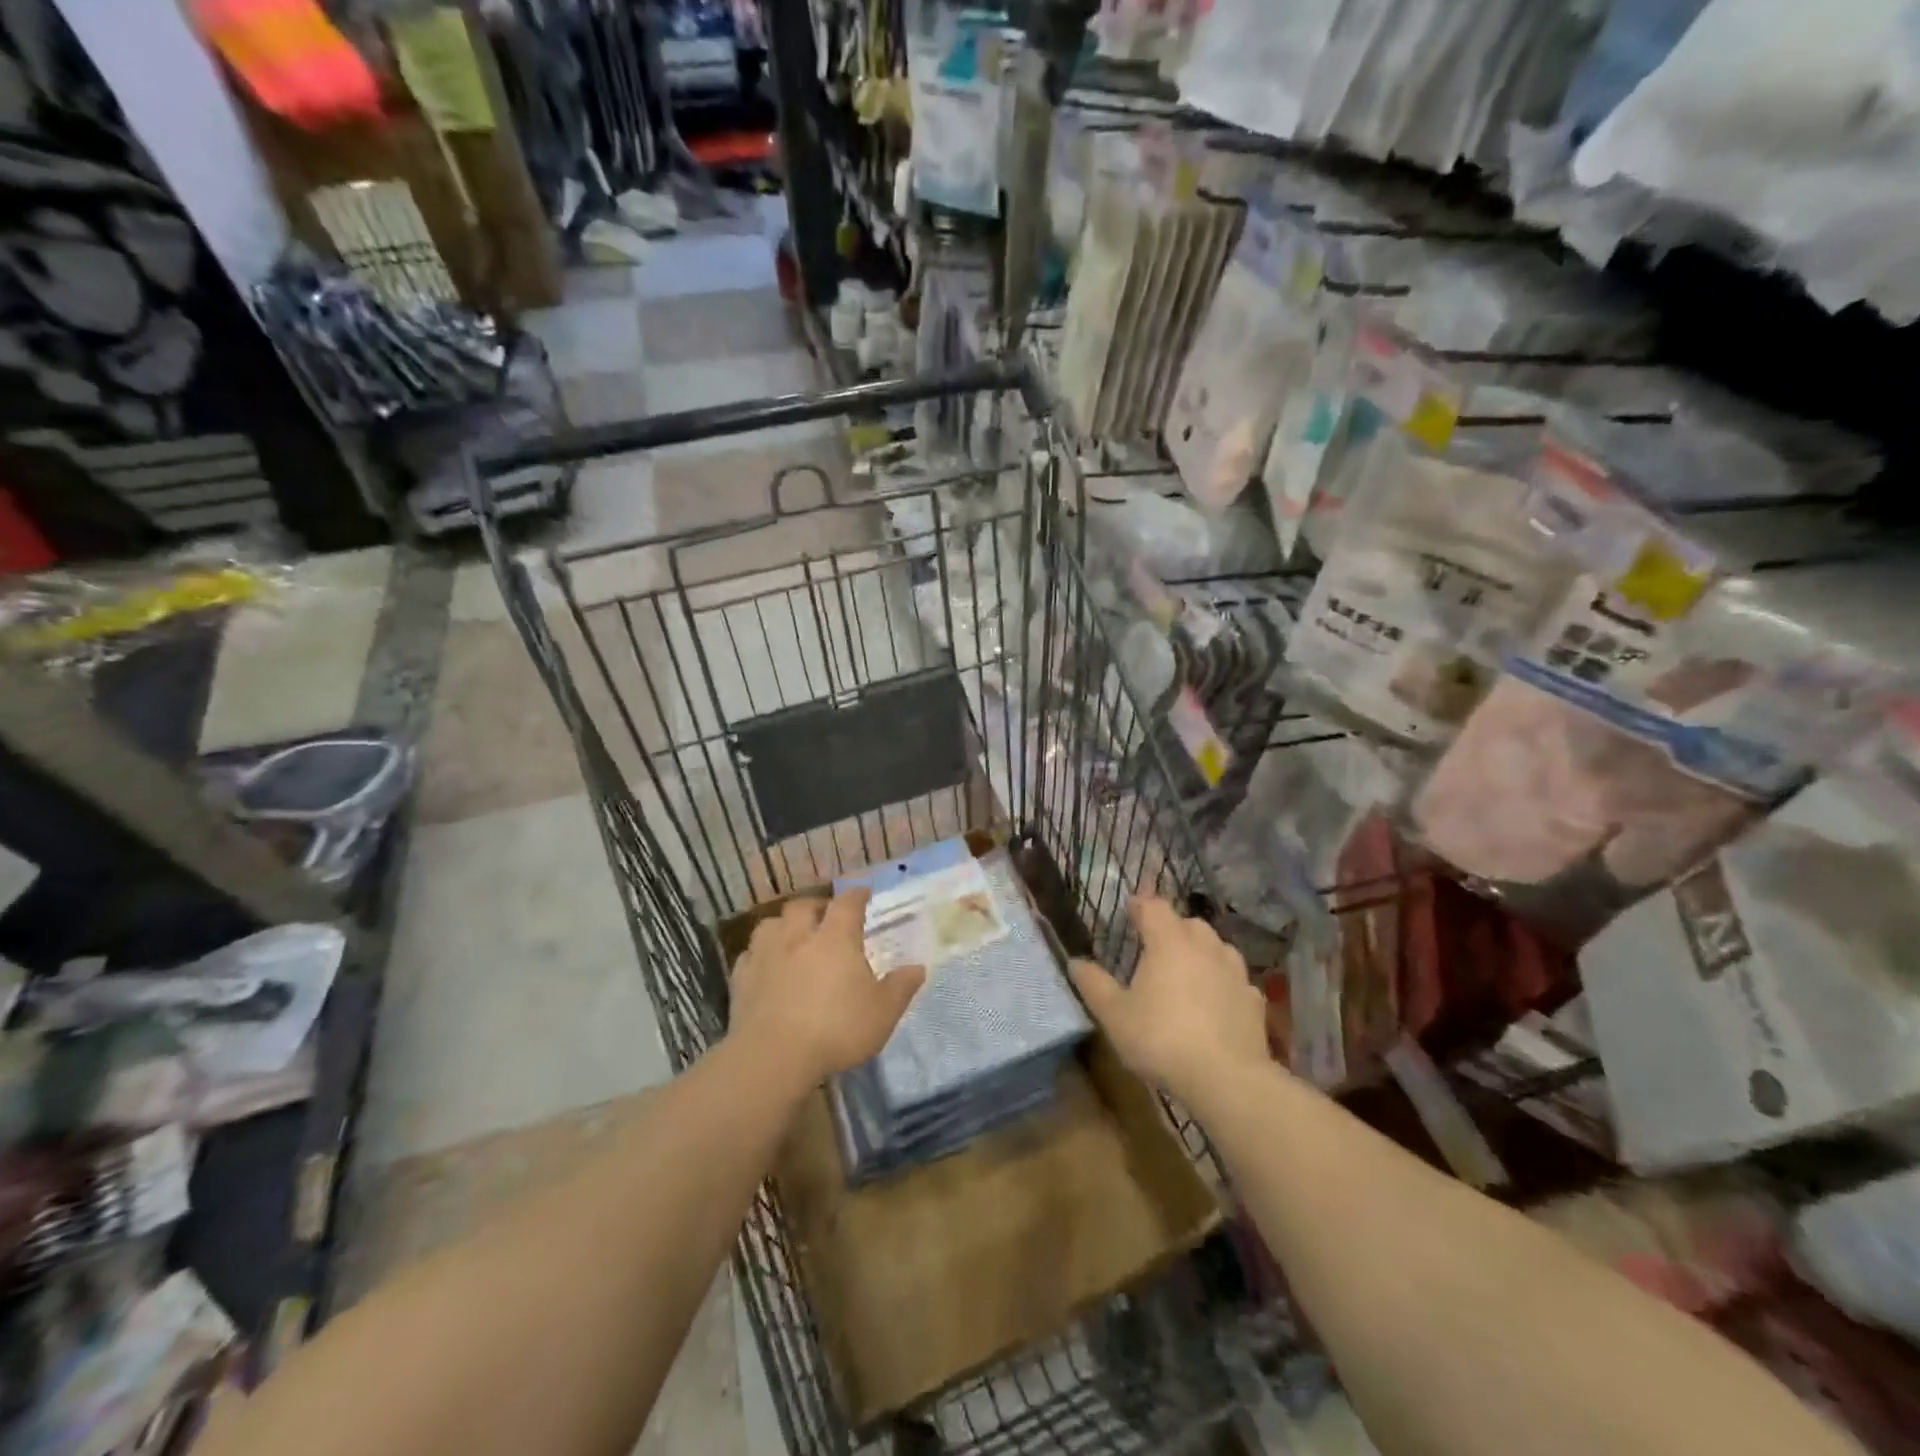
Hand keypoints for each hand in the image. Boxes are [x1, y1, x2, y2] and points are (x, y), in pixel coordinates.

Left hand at [728, 890, 925, 1090]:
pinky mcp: (742, 978)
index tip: (863, 893)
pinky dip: (761, 954)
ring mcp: (766, 954)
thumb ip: (900, 987)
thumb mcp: (882, 1013)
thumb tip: (918, 968)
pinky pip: (750, 954)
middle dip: (817, 906)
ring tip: (793, 937)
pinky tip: (767, 966)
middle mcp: (798, 936)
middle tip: (827, 916)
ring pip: (772, 923)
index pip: (848, 903)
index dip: (857, 895)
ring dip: (784, 925)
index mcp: (836, 938)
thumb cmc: (836, 1029)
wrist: (773, 1056)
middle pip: (804, 906)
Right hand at [1068, 895, 1267, 1103]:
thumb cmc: (1162, 1039)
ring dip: (1200, 951)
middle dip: (1171, 928)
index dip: (1141, 905)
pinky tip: (1215, 1002)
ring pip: (1217, 947)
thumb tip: (1075, 962)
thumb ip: (1094, 985)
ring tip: (1186, 971)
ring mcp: (1235, 972)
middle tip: (1155, 946)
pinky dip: (1222, 982)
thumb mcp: (1115, 1015)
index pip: (1154, 907)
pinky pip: (1234, 979)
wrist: (1227, 1079)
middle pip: (1188, 923)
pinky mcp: (1254, 1000)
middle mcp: (1205, 947)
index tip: (1130, 909)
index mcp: (1169, 942)